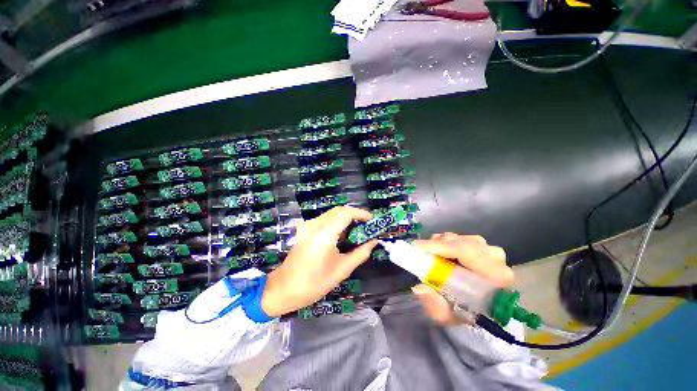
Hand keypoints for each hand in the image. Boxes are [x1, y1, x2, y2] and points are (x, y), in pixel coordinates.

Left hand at [261, 206, 377, 316]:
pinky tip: (342, 234)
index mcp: (324, 235)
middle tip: (366, 225)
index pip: (346, 213)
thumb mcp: (342, 270)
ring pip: (331, 214)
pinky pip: (324, 220)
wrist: (284, 288)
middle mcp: (314, 225)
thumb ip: (361, 253)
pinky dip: (336, 222)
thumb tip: (374, 242)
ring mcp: (307, 226)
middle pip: (338, 210)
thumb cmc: (314, 283)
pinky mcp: (305, 229)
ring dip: (345, 218)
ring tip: (357, 229)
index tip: (371, 220)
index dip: (361, 213)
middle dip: (354, 214)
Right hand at [411, 233, 513, 324]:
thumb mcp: (449, 316)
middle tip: (419, 252)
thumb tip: (419, 288)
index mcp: (496, 277)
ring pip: (460, 238)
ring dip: (441, 243)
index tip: (417, 247)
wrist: (481, 313)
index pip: (467, 252)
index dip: (440, 246)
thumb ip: (436, 305)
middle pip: (462, 242)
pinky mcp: (485, 248)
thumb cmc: (466, 316)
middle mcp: (496, 259)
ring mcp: (491, 251)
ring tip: (430, 254)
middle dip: (437, 245)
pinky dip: (446, 243)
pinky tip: (440, 252)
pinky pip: (461, 238)